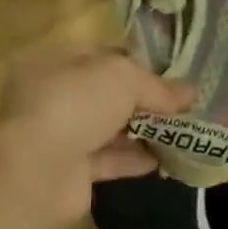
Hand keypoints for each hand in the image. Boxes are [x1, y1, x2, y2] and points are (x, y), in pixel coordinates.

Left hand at [0, 46, 193, 223]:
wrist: (38, 173)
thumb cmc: (75, 105)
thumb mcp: (124, 78)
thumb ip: (157, 86)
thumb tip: (189, 94)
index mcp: (52, 63)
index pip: (99, 56)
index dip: (135, 62)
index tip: (169, 74)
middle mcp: (50, 97)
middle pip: (105, 94)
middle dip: (142, 100)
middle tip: (180, 106)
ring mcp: (57, 136)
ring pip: (107, 128)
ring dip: (142, 131)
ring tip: (180, 132)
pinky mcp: (68, 171)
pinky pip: (107, 160)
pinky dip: (133, 159)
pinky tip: (163, 160)